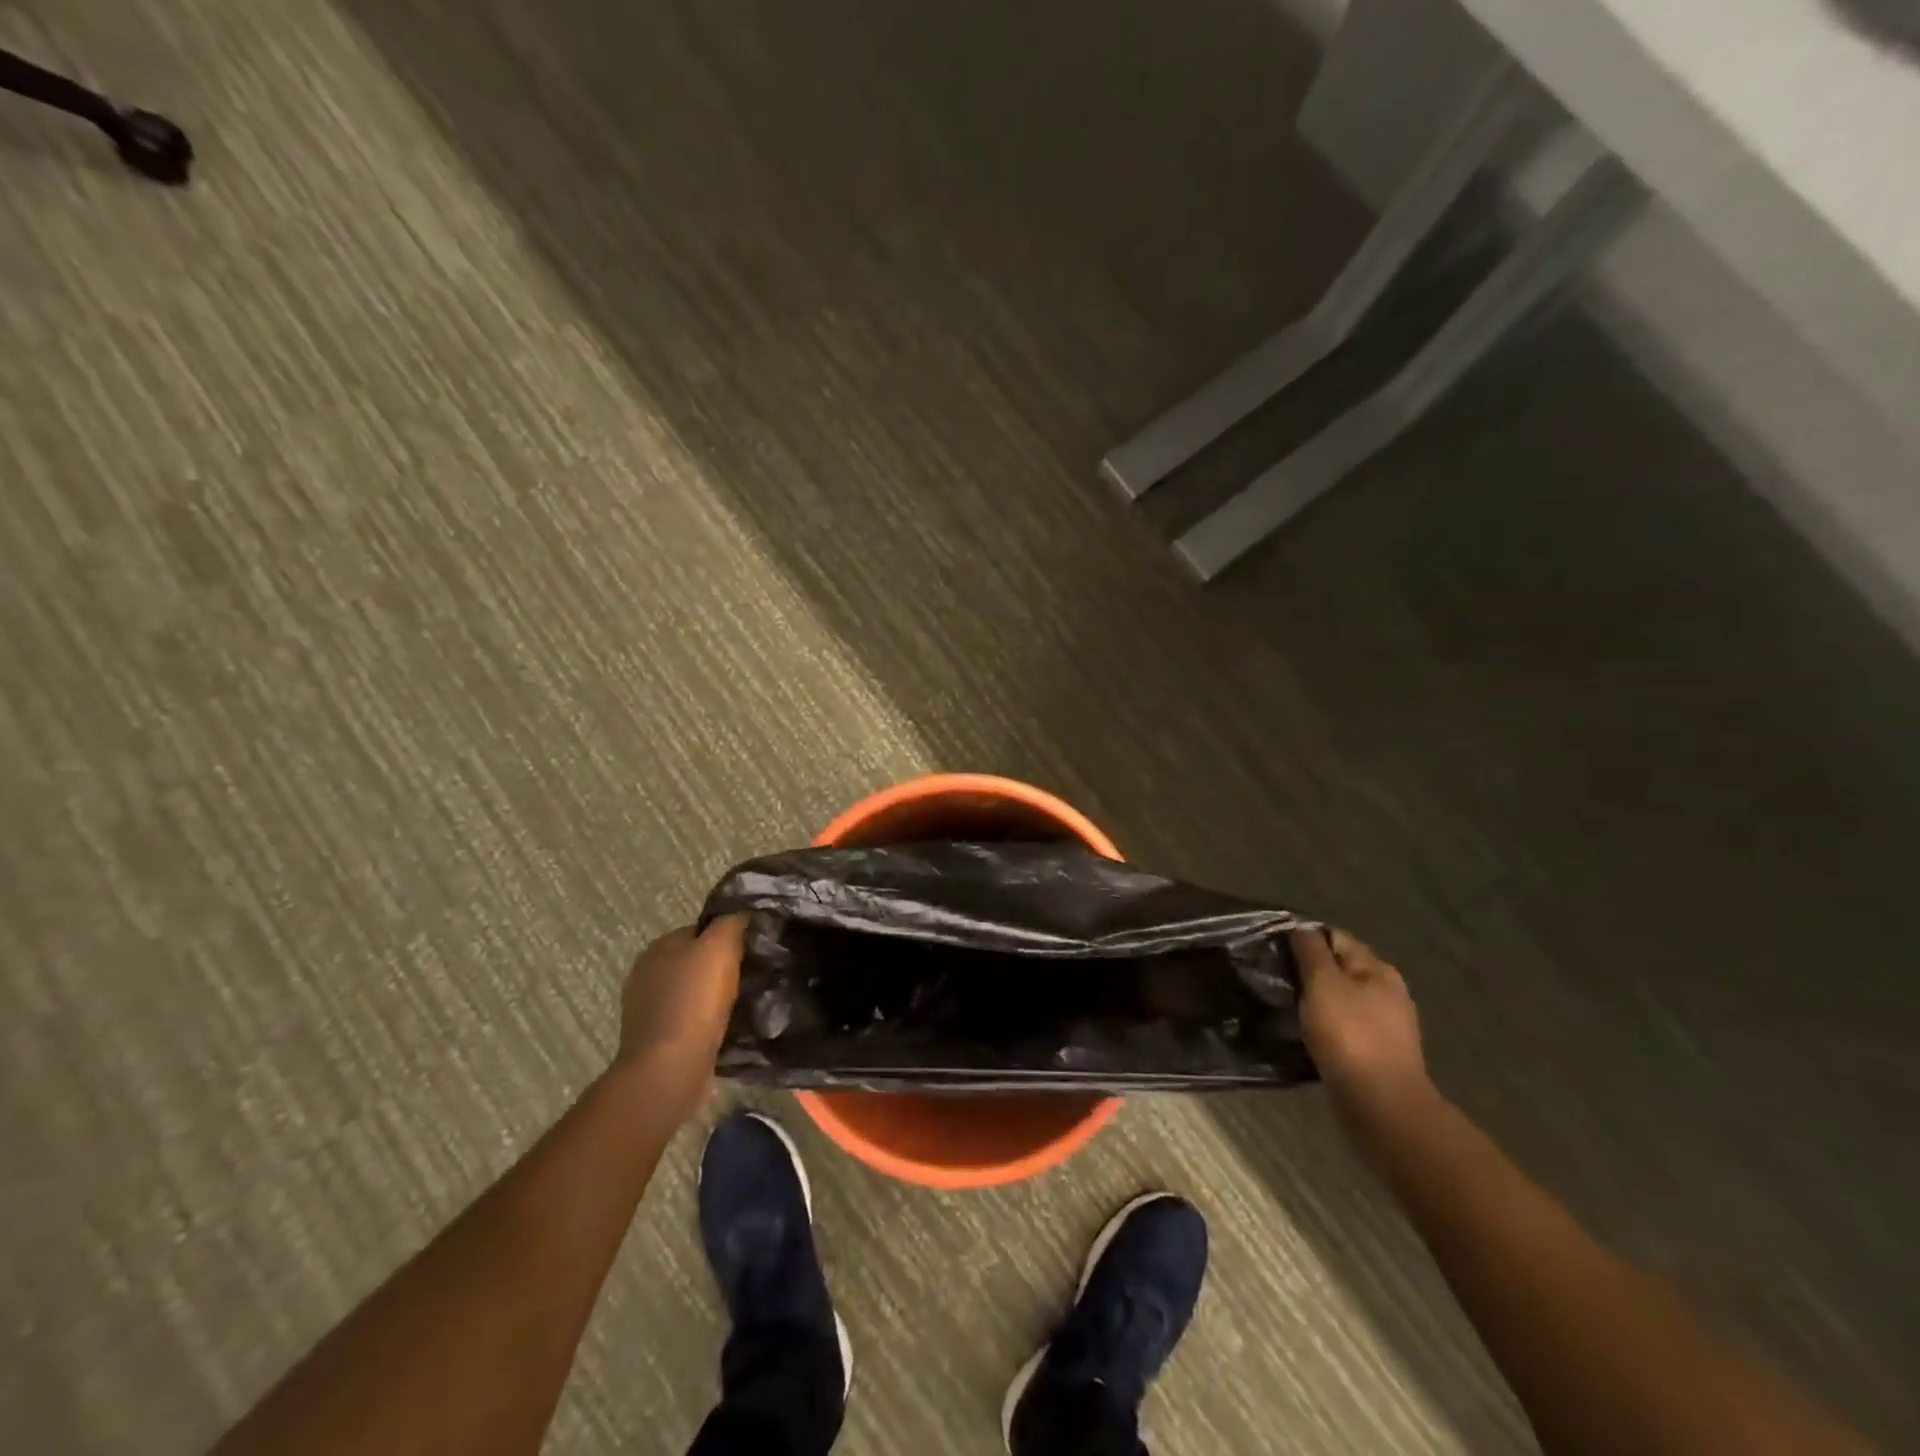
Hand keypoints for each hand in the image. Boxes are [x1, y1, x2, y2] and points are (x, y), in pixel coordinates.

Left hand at [613, 915, 746, 1118]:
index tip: (754, 947)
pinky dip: (709, 1023)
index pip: (700, 930)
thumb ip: (731, 922)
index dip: (729, 935)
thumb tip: (743, 911)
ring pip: (695, 993)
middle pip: (697, 961)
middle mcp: (647, 974)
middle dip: (723, 967)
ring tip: (748, 1003)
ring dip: (717, 998)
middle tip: (755, 974)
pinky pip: (692, 1022)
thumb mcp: (720, 947)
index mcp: (658, 947)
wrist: (670, 1070)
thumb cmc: (694, 1001)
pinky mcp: (658, 1041)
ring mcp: (649, 1010)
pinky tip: (729, 1028)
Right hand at [1292, 927, 1432, 1129]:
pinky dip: (1322, 1028)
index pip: (1336, 938)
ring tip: (1282, 1005)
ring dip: (1314, 1001)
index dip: (1305, 938)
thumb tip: (1300, 927)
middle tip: (1273, 976)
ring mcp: (1383, 1026)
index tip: (1273, 947)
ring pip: (1339, 1000)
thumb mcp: (1323, 983)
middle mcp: (1386, 993)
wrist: (1380, 1106)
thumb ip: (1310, 951)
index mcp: (1377, 970)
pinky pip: (1341, 1029)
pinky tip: (1302, 1034)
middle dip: (1308, 971)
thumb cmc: (1350, 1035)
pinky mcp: (1374, 1054)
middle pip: (1339, 969)